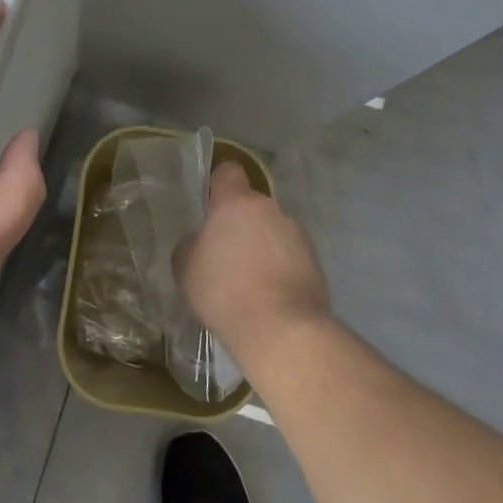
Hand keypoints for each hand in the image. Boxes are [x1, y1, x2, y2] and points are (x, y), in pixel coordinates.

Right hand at [178, 162, 331, 367]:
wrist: (281, 330)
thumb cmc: (224, 291)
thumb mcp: (186, 267)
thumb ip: (192, 244)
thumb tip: (202, 241)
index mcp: (236, 203)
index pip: (229, 172)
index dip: (219, 184)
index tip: (211, 206)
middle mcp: (270, 209)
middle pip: (251, 207)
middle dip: (240, 225)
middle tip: (226, 256)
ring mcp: (297, 234)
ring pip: (272, 231)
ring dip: (262, 247)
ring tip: (250, 282)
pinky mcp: (315, 261)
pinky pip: (290, 255)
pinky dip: (280, 268)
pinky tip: (270, 296)